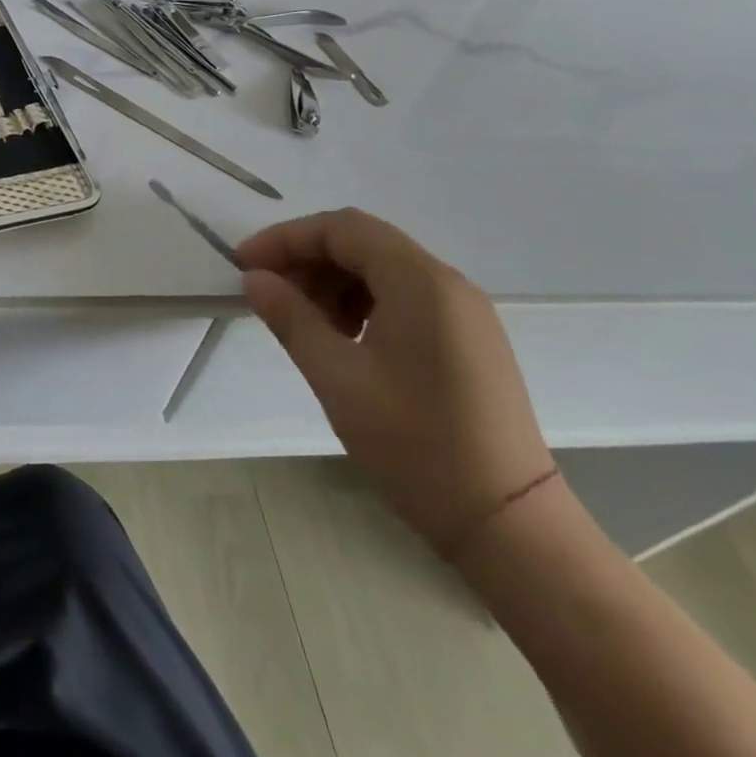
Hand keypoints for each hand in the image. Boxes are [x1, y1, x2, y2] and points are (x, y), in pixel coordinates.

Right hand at [237, 209, 553, 555]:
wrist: (510, 527)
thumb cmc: (416, 445)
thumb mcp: (337, 378)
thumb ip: (291, 318)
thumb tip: (255, 279)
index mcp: (420, 282)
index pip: (341, 229)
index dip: (286, 238)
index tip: (245, 264)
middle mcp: (447, 283)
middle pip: (363, 243)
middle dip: (307, 259)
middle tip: (268, 292)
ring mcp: (463, 312)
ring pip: (382, 269)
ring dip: (333, 281)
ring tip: (302, 321)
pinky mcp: (468, 339)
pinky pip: (404, 296)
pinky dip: (362, 302)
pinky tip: (342, 338)